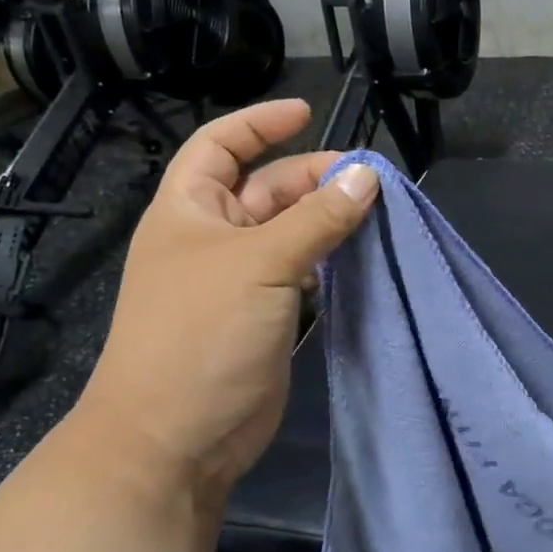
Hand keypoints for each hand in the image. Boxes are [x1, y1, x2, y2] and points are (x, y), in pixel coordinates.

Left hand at [71, 100, 378, 509]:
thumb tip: (368, 177)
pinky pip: (304, 272)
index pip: (220, 146)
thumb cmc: (201, 335)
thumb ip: (317, 219)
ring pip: (292, 232)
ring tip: (377, 214)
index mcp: (190, 210)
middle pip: (268, 188)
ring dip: (329, 220)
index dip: (260, 124)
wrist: (175, 438)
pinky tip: (362, 257)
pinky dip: (331, 260)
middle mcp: (214, 237)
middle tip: (369, 181)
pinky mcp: (266, 315)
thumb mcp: (260, 264)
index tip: (308, 113)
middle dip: (315, 177)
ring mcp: (241, 279)